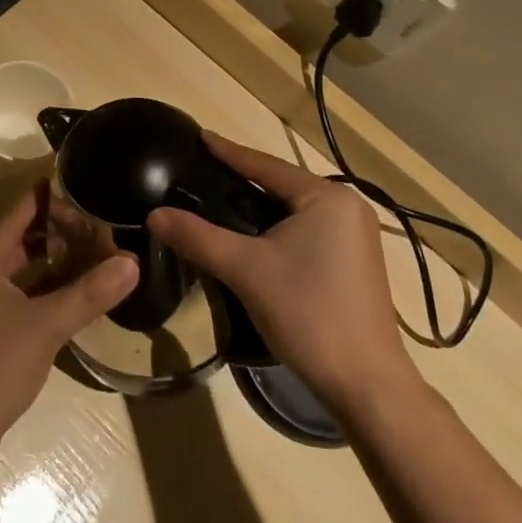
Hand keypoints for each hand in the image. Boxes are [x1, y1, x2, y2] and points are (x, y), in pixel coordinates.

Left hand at [0, 186, 137, 476]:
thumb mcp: (47, 325)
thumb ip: (89, 292)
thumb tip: (132, 262)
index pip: (21, 210)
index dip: (52, 197)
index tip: (86, 185)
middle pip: (22, 235)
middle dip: (59, 229)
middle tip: (99, 223)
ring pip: (23, 264)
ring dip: (55, 258)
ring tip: (95, 251)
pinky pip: (22, 290)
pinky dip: (47, 285)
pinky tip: (77, 290)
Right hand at [147, 133, 417, 413]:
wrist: (366, 386)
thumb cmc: (308, 314)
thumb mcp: (246, 270)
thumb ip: (198, 237)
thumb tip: (154, 215)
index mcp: (327, 197)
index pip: (266, 165)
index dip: (228, 152)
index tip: (199, 136)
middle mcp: (348, 207)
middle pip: (281, 185)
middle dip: (242, 180)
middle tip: (202, 171)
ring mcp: (357, 236)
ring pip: (293, 210)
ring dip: (259, 207)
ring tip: (219, 200)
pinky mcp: (355, 263)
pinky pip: (307, 230)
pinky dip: (277, 228)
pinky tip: (253, 236)